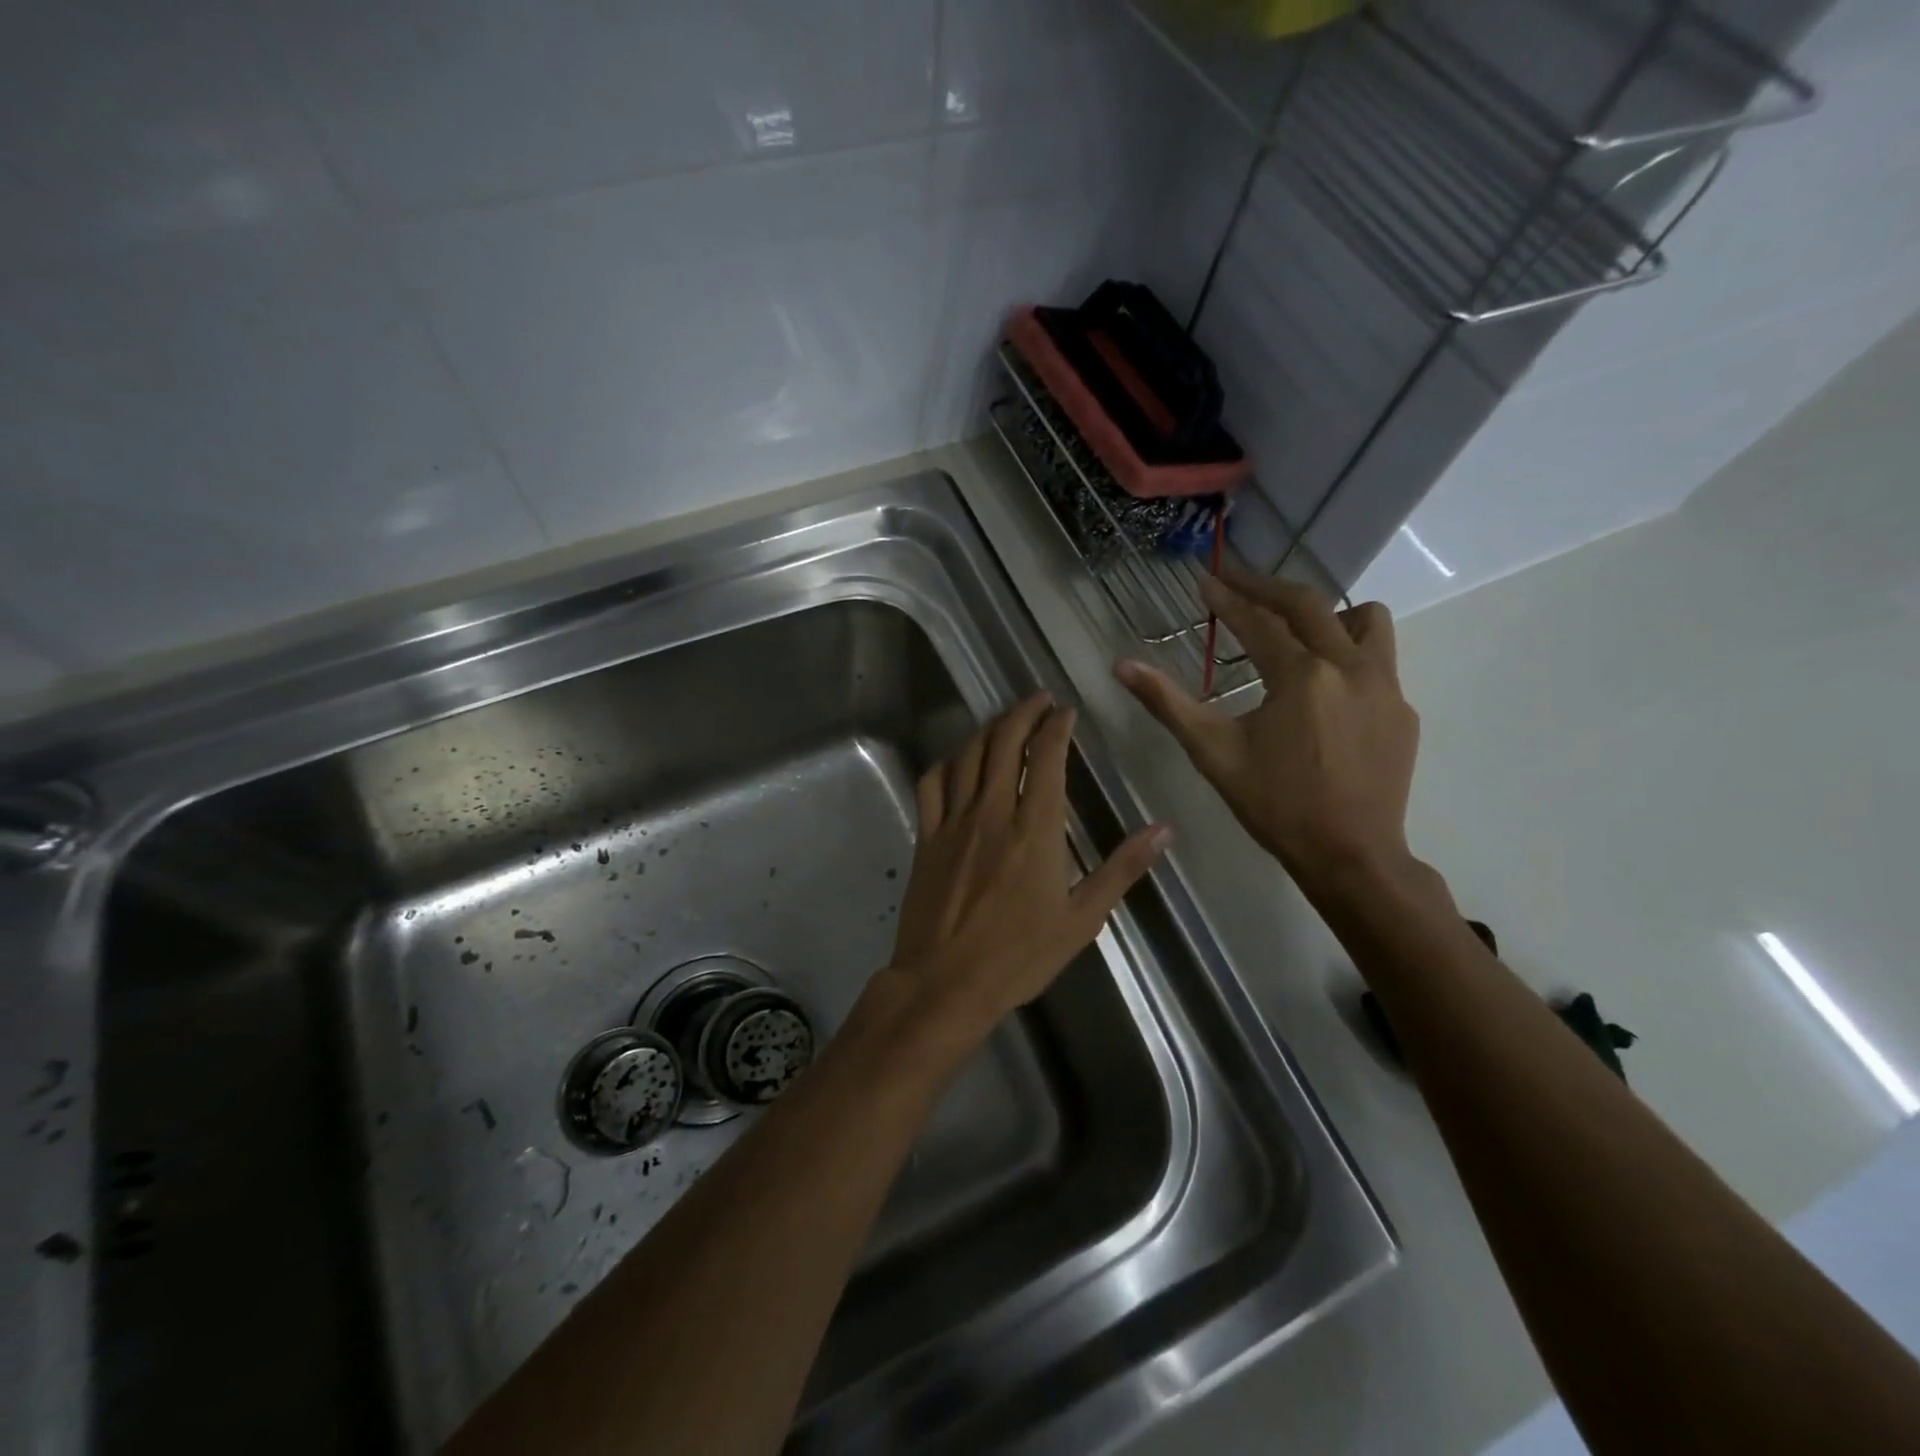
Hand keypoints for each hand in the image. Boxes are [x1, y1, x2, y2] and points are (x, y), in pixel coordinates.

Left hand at [882, 693, 1169, 1049]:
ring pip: (968, 755)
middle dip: (1024, 713)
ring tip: (1005, 720)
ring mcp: (954, 821)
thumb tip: (1163, 830)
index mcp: (1035, 828)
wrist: (946, 982)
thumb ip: (1121, 869)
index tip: (1066, 711)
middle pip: (1004, 742)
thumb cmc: (1020, 956)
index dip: (1056, 726)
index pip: (1046, 757)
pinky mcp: (927, 836)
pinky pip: (932, 783)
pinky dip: (947, 762)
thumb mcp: (1082, 919)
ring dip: (988, 729)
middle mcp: (992, 811)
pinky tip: (958, 760)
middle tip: (1039, 700)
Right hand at [1115, 568, 1417, 887]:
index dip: (1228, 598)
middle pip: (1310, 605)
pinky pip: (1379, 660)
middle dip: (1268, 588)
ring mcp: (1385, 687)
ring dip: (1327, 614)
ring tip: (1296, 632)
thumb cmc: (1275, 805)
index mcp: (1301, 676)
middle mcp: (1350, 667)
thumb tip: (1122, 666)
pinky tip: (1324, 689)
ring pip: (1366, 620)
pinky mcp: (1402, 710)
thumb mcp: (1213, 753)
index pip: (1259, 621)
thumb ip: (1168, 703)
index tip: (1205, 580)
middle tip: (1237, 583)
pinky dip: (1348, 654)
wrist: (1351, 856)